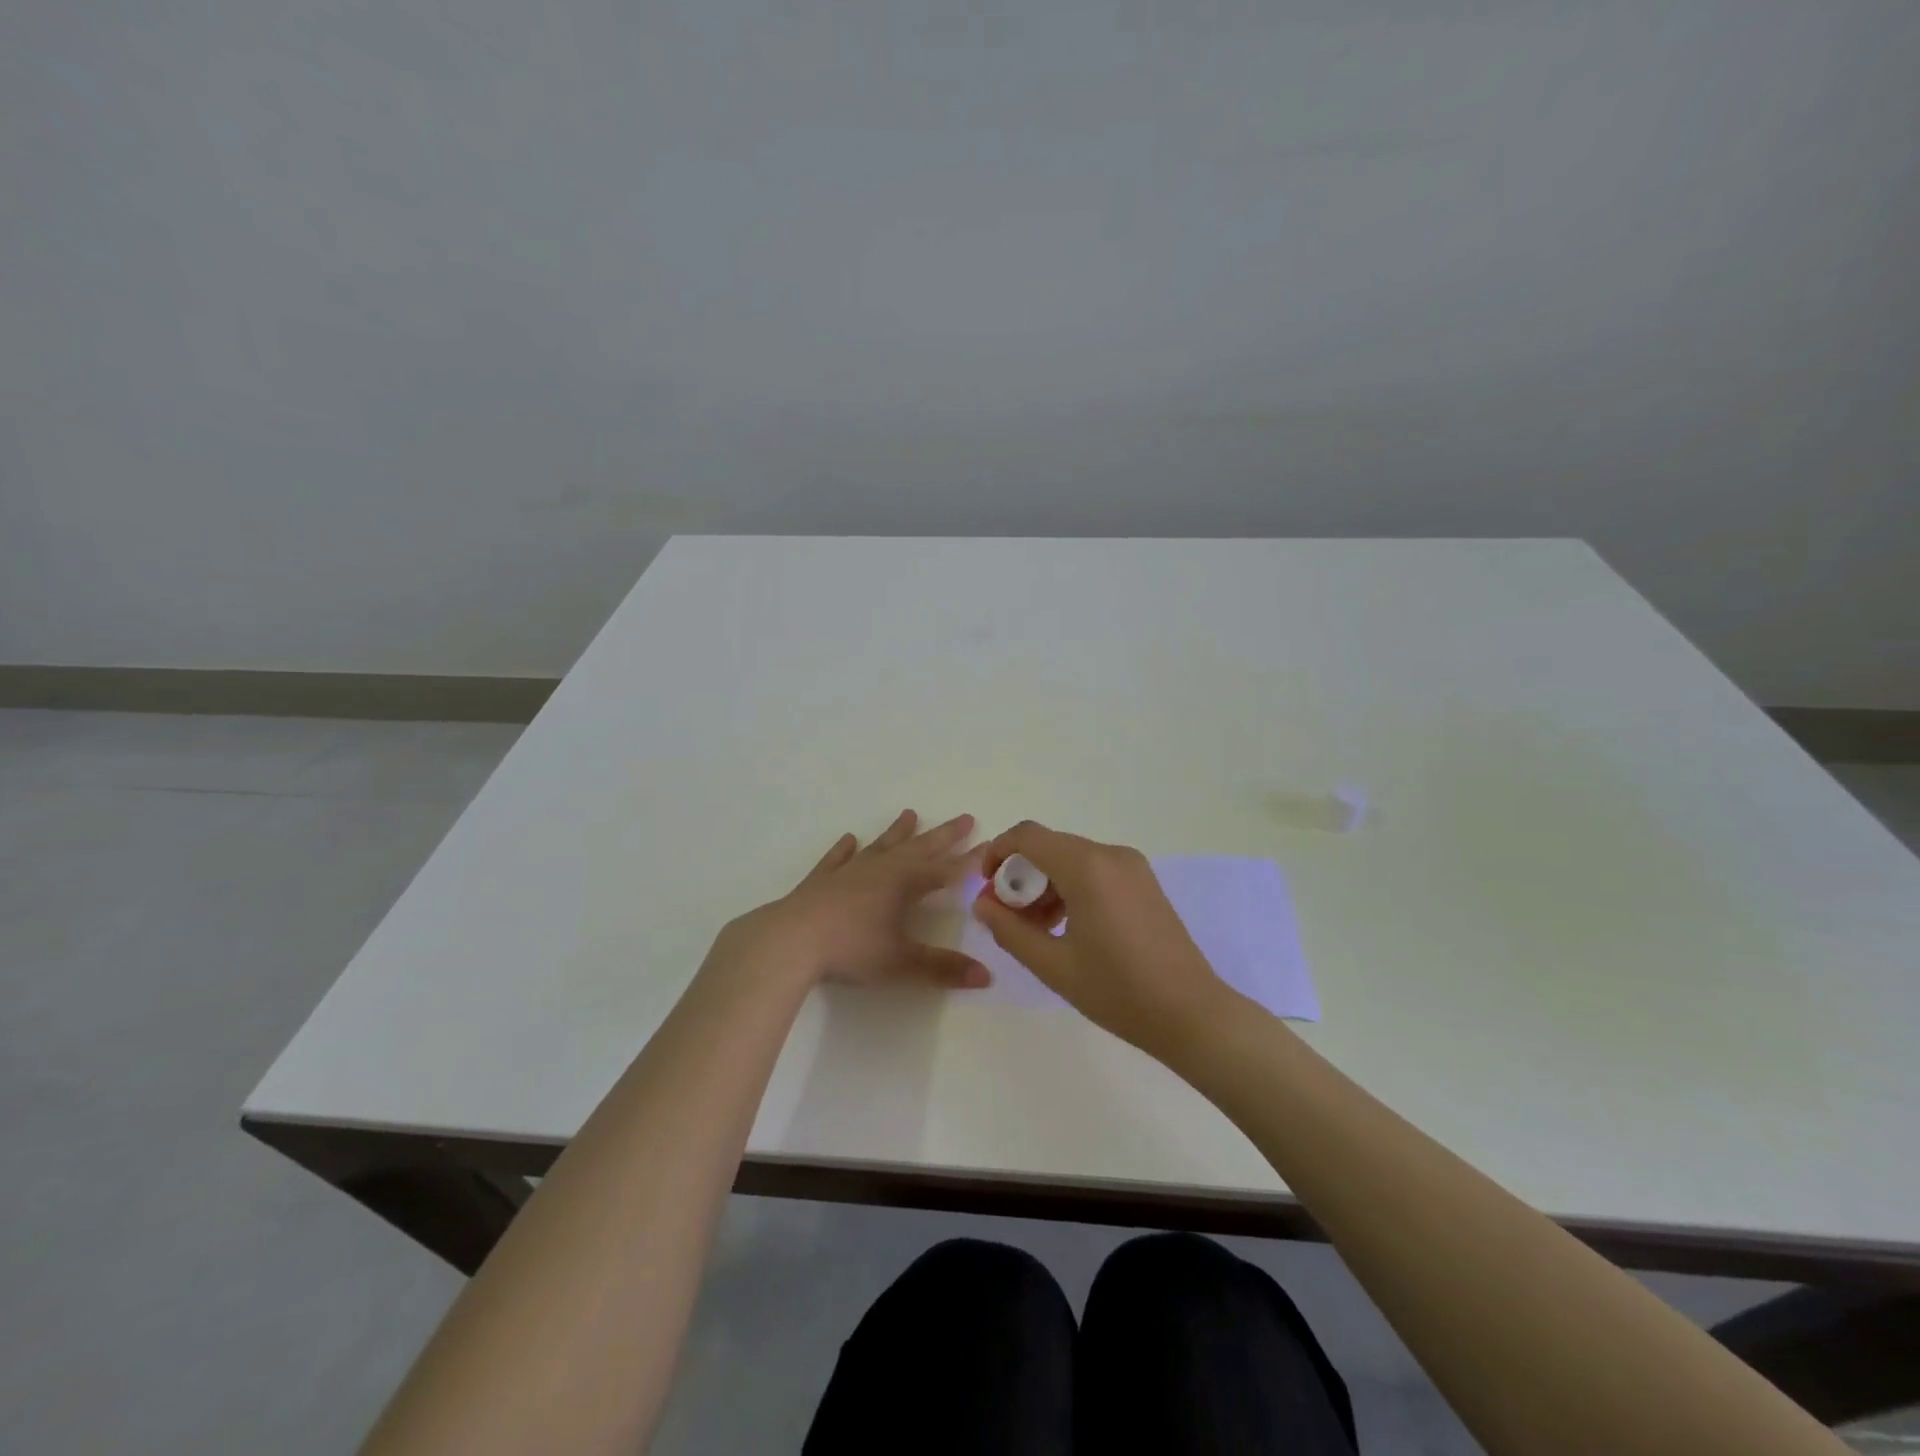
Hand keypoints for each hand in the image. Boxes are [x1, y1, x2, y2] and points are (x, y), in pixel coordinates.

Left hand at [714, 810, 989, 990]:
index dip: (970, 861)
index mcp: (905, 884)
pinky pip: (838, 859)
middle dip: (944, 835)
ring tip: (910, 813)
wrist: (791, 940)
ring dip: (897, 832)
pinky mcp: (821, 880)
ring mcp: (849, 872)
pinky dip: (845, 849)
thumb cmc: (851, 949)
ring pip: (881, 846)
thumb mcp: (902, 962)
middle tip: (965, 818)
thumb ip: (943, 968)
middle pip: (919, 848)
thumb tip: (986, 976)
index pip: (946, 870)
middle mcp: (881, 869)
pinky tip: (849, 839)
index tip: (991, 847)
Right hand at [971, 821, 1229, 1056]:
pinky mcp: (1144, 882)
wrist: (1191, 1014)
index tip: (986, 888)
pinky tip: (1068, 928)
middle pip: (1049, 847)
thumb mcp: (1053, 965)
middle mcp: (1110, 855)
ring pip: (1071, 859)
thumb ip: (1010, 929)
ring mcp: (1132, 866)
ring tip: (1037, 930)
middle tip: (1008, 918)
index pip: (1027, 836)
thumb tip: (982, 903)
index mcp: (1087, 867)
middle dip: (1021, 876)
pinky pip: (1095, 870)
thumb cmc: (1118, 991)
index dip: (997, 853)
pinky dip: (1071, 888)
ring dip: (1045, 884)